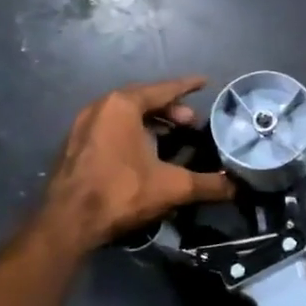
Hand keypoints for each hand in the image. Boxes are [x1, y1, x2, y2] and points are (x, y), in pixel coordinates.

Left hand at [42, 77, 235, 252]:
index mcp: (122, 105)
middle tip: (191, 122)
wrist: (67, 223)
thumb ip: (208, 184)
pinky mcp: (74, 147)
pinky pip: (110, 129)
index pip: (163, 89)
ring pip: (124, 115)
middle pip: (142, 100)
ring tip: (171, 136)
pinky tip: (143, 152)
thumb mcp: (172, 187)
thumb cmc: (121, 192)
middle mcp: (100, 107)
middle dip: (169, 108)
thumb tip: (237, 186)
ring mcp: (82, 127)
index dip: (187, 86)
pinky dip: (130, 133)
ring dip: (149, 121)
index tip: (205, 82)